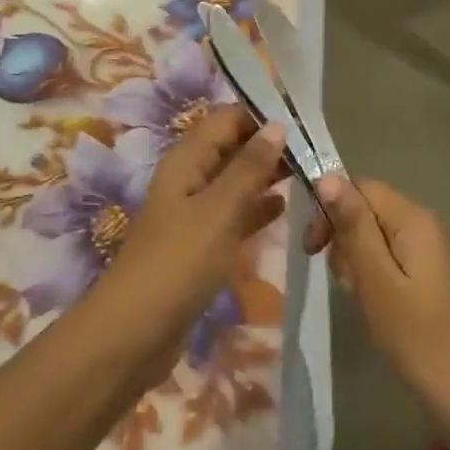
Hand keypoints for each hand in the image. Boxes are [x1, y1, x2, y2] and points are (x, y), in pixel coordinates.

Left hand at [95, 105, 288, 384]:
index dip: (262, 116)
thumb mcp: (219, 210)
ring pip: (235, 180)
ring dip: (266, 175)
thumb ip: (249, 167)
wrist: (134, 333)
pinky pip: (233, 213)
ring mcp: (194, 212)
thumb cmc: (178, 263)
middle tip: (314, 152)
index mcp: (187, 159)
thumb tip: (278, 125)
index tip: (304, 122)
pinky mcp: (200, 243)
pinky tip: (284, 208)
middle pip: (232, 147)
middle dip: (269, 145)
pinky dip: (256, 207)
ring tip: (308, 174)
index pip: (227, 119)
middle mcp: (190, 177)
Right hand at [305, 176, 449, 440]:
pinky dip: (374, 272)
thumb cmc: (416, 334)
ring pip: (375, 233)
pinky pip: (390, 254)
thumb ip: (353, 226)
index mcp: (412, 218)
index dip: (330, 209)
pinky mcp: (429, 270)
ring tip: (359, 296)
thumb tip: (328, 177)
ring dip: (357, 258)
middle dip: (345, 238)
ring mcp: (429, 246)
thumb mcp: (376, 279)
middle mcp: (423, 222)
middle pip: (367, 208)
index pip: (360, 187)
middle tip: (343, 281)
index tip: (313, 248)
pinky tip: (374, 301)